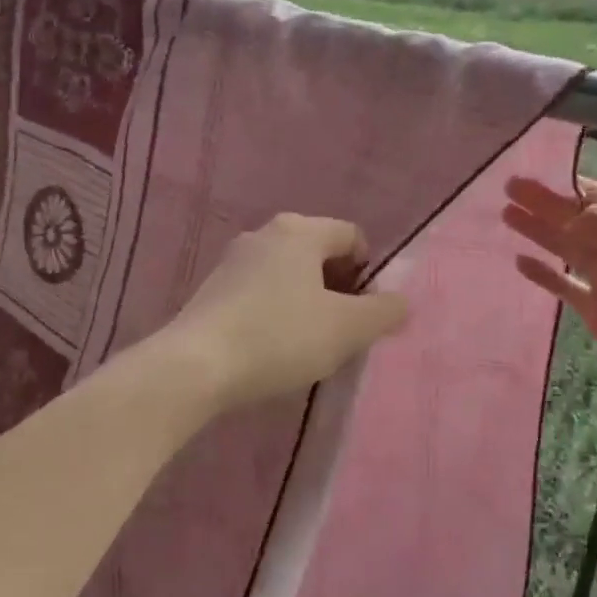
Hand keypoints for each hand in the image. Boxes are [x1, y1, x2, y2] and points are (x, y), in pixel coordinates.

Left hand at [170, 214, 410, 411]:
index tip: (365, 312)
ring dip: (307, 302)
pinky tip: (272, 347)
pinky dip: (276, 312)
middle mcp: (265, 233)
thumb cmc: (280, 336)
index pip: (352, 236)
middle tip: (342, 329)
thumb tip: (401, 302)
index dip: (369, 272)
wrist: (195, 366)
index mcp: (300, 230)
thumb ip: (383, 312)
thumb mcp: (347, 328)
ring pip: (288, 274)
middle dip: (338, 288)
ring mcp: (233, 260)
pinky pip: (260, 292)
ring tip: (308, 343)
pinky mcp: (212, 289)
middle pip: (319, 253)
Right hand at [503, 176, 596, 402]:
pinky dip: (542, 272)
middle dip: (542, 203)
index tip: (532, 172)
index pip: (594, 195)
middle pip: (574, 218)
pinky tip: (520, 261)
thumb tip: (568, 220)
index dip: (564, 184)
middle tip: (508, 188)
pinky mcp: (594, 309)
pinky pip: (562, 283)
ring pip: (565, 246)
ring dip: (537, 230)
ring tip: (506, 215)